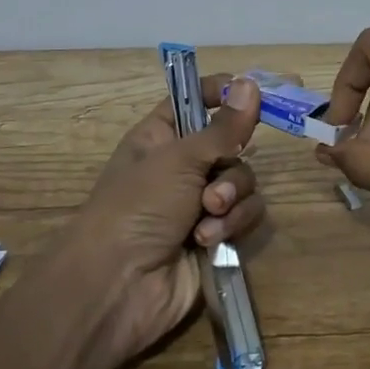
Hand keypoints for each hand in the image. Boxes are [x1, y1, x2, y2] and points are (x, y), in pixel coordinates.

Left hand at [57, 75, 263, 366]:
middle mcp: (182, 166)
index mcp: (161, 137)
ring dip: (230, 199)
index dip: (220, 93)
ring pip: (242, 181)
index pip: (195, 100)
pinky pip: (245, 214)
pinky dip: (232, 225)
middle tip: (211, 186)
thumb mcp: (180, 158)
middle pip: (231, 144)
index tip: (249, 92)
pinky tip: (208, 242)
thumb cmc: (138, 206)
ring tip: (207, 218)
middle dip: (228, 166)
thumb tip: (250, 83)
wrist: (119, 285)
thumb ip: (224, 126)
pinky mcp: (217, 235)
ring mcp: (200, 202)